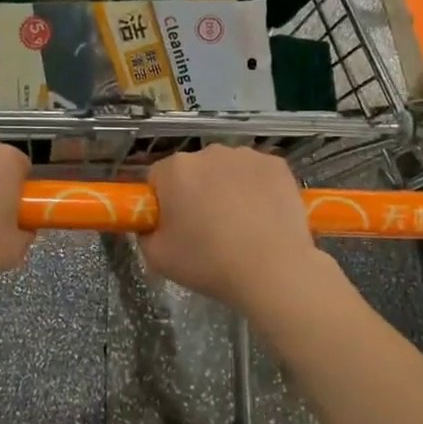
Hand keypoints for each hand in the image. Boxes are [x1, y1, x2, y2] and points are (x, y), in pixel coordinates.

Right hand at [142, 146, 327, 312]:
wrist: (274, 271)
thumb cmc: (210, 263)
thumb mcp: (157, 258)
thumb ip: (145, 233)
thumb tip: (153, 225)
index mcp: (175, 169)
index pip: (158, 178)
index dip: (164, 202)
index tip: (175, 226)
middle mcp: (209, 152)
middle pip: (194, 170)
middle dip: (196, 191)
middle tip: (207, 228)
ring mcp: (246, 155)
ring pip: (227, 169)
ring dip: (228, 187)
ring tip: (241, 225)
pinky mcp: (277, 164)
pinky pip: (257, 173)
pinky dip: (257, 188)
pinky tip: (264, 216)